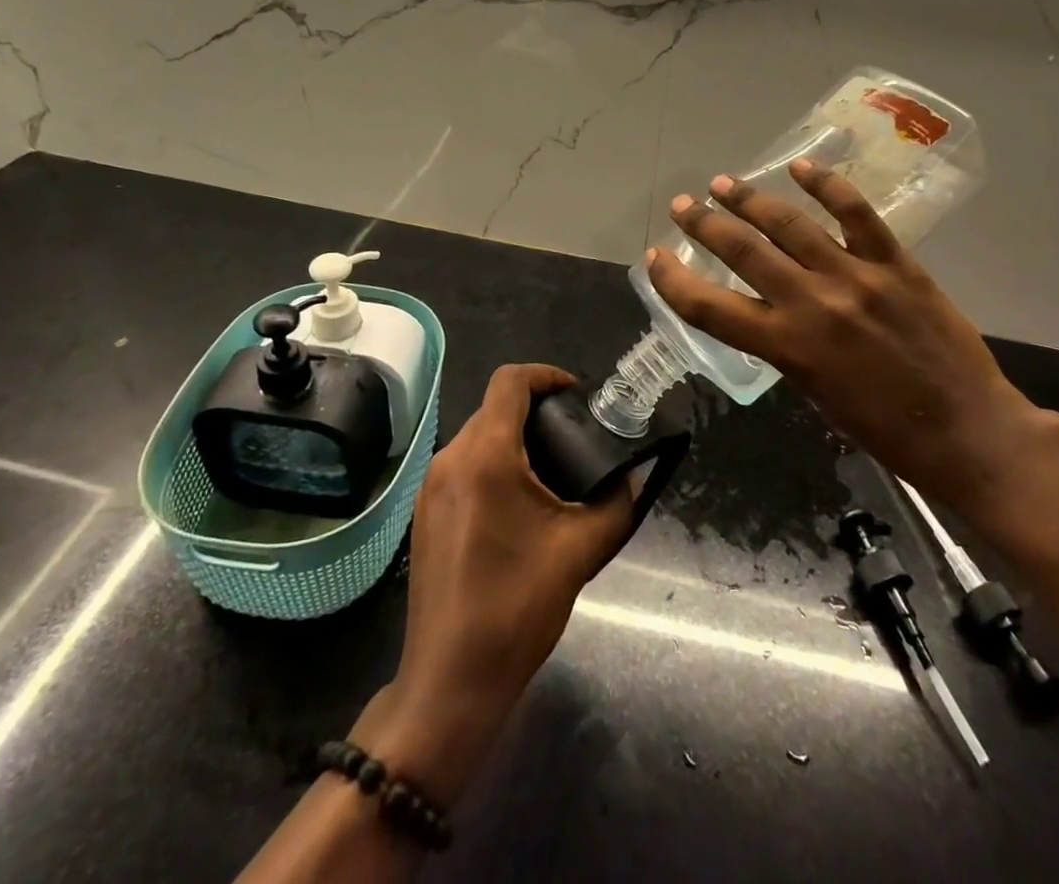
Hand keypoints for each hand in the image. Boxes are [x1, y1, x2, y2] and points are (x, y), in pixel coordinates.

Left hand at [353, 364, 634, 804]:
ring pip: (477, 437)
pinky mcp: (424, 513)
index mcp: (486, 456)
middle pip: (494, 408)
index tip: (578, 395)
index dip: (547, 375)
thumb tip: (634, 475)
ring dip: (514, 438)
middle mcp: (450, 459)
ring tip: (553, 469)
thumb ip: (617, 503)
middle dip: (536, 411)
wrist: (450, 682)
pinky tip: (519, 504)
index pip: (510, 381)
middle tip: (576, 436)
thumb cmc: (516, 609)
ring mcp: (430, 487)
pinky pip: (463, 466)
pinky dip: (493, 464)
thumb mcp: (581, 550)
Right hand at [646, 159, 1045, 515]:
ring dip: (749, 200)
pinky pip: (855, 213)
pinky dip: (825, 185)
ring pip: (789, 224)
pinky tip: (801, 167)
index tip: (655, 258)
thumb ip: (787, 346)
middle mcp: (812, 304)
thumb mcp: (816, 393)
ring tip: (724, 183)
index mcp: (787, 347)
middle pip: (742, 251)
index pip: (709, 307)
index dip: (673, 280)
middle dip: (704, 224)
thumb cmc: (886, 430)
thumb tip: (771, 310)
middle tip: (684, 205)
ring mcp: (855, 277)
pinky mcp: (895, 263)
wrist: (967, 431)